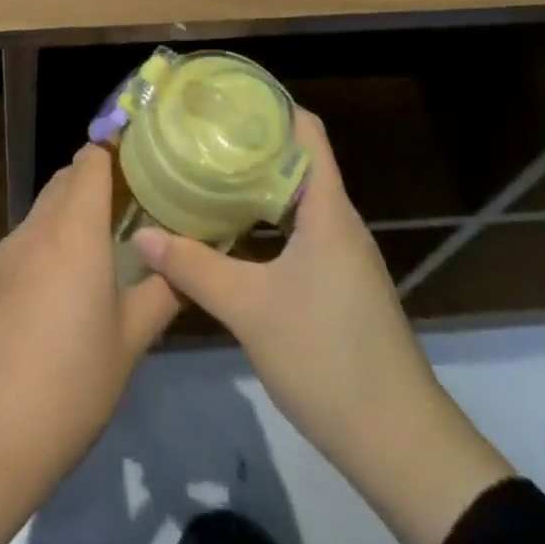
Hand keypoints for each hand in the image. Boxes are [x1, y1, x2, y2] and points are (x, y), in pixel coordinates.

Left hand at [0, 145, 178, 543]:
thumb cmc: (68, 387)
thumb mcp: (128, 344)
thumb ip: (161, 294)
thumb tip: (187, 266)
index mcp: (73, 231)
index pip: (90, 160)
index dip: (115, 152)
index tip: (142, 163)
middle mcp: (36, 228)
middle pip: (65, 179)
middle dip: (96, 181)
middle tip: (131, 208)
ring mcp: (4, 252)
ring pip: (43, 210)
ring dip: (70, 214)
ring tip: (101, 250)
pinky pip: (24, 242)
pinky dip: (47, 244)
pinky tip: (59, 291)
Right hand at [131, 109, 513, 543]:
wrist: (401, 447)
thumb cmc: (328, 357)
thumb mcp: (249, 309)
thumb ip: (192, 267)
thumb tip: (142, 233)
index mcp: (327, 209)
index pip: (306, 131)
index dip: (269, 104)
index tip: (223, 96)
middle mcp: (338, 221)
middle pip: (296, 160)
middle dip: (249, 142)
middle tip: (198, 132)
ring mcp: (343, 254)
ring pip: (295, 198)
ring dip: (254, 183)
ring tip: (204, 172)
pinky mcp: (339, 283)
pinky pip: (299, 230)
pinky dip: (264, 219)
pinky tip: (229, 231)